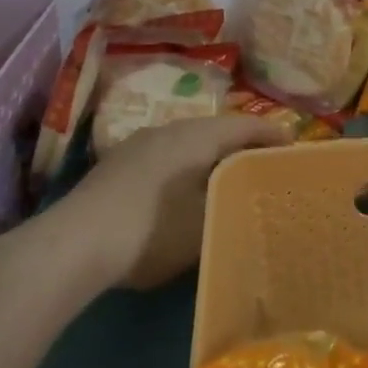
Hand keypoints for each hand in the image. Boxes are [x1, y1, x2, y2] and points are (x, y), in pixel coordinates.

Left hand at [52, 116, 292, 289]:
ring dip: (211, 156)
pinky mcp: (118, 165)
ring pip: (188, 143)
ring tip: (229, 179)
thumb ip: (231, 207)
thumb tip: (245, 200)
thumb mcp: (203, 225)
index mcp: (196, 136)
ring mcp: (139, 144)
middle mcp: (169, 129)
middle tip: (265, 164)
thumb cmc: (151, 229)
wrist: (73, 244)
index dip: (271, 133)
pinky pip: (167, 156)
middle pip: (216, 130)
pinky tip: (185, 192)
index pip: (244, 124)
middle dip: (242, 145)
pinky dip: (186, 167)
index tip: (293, 145)